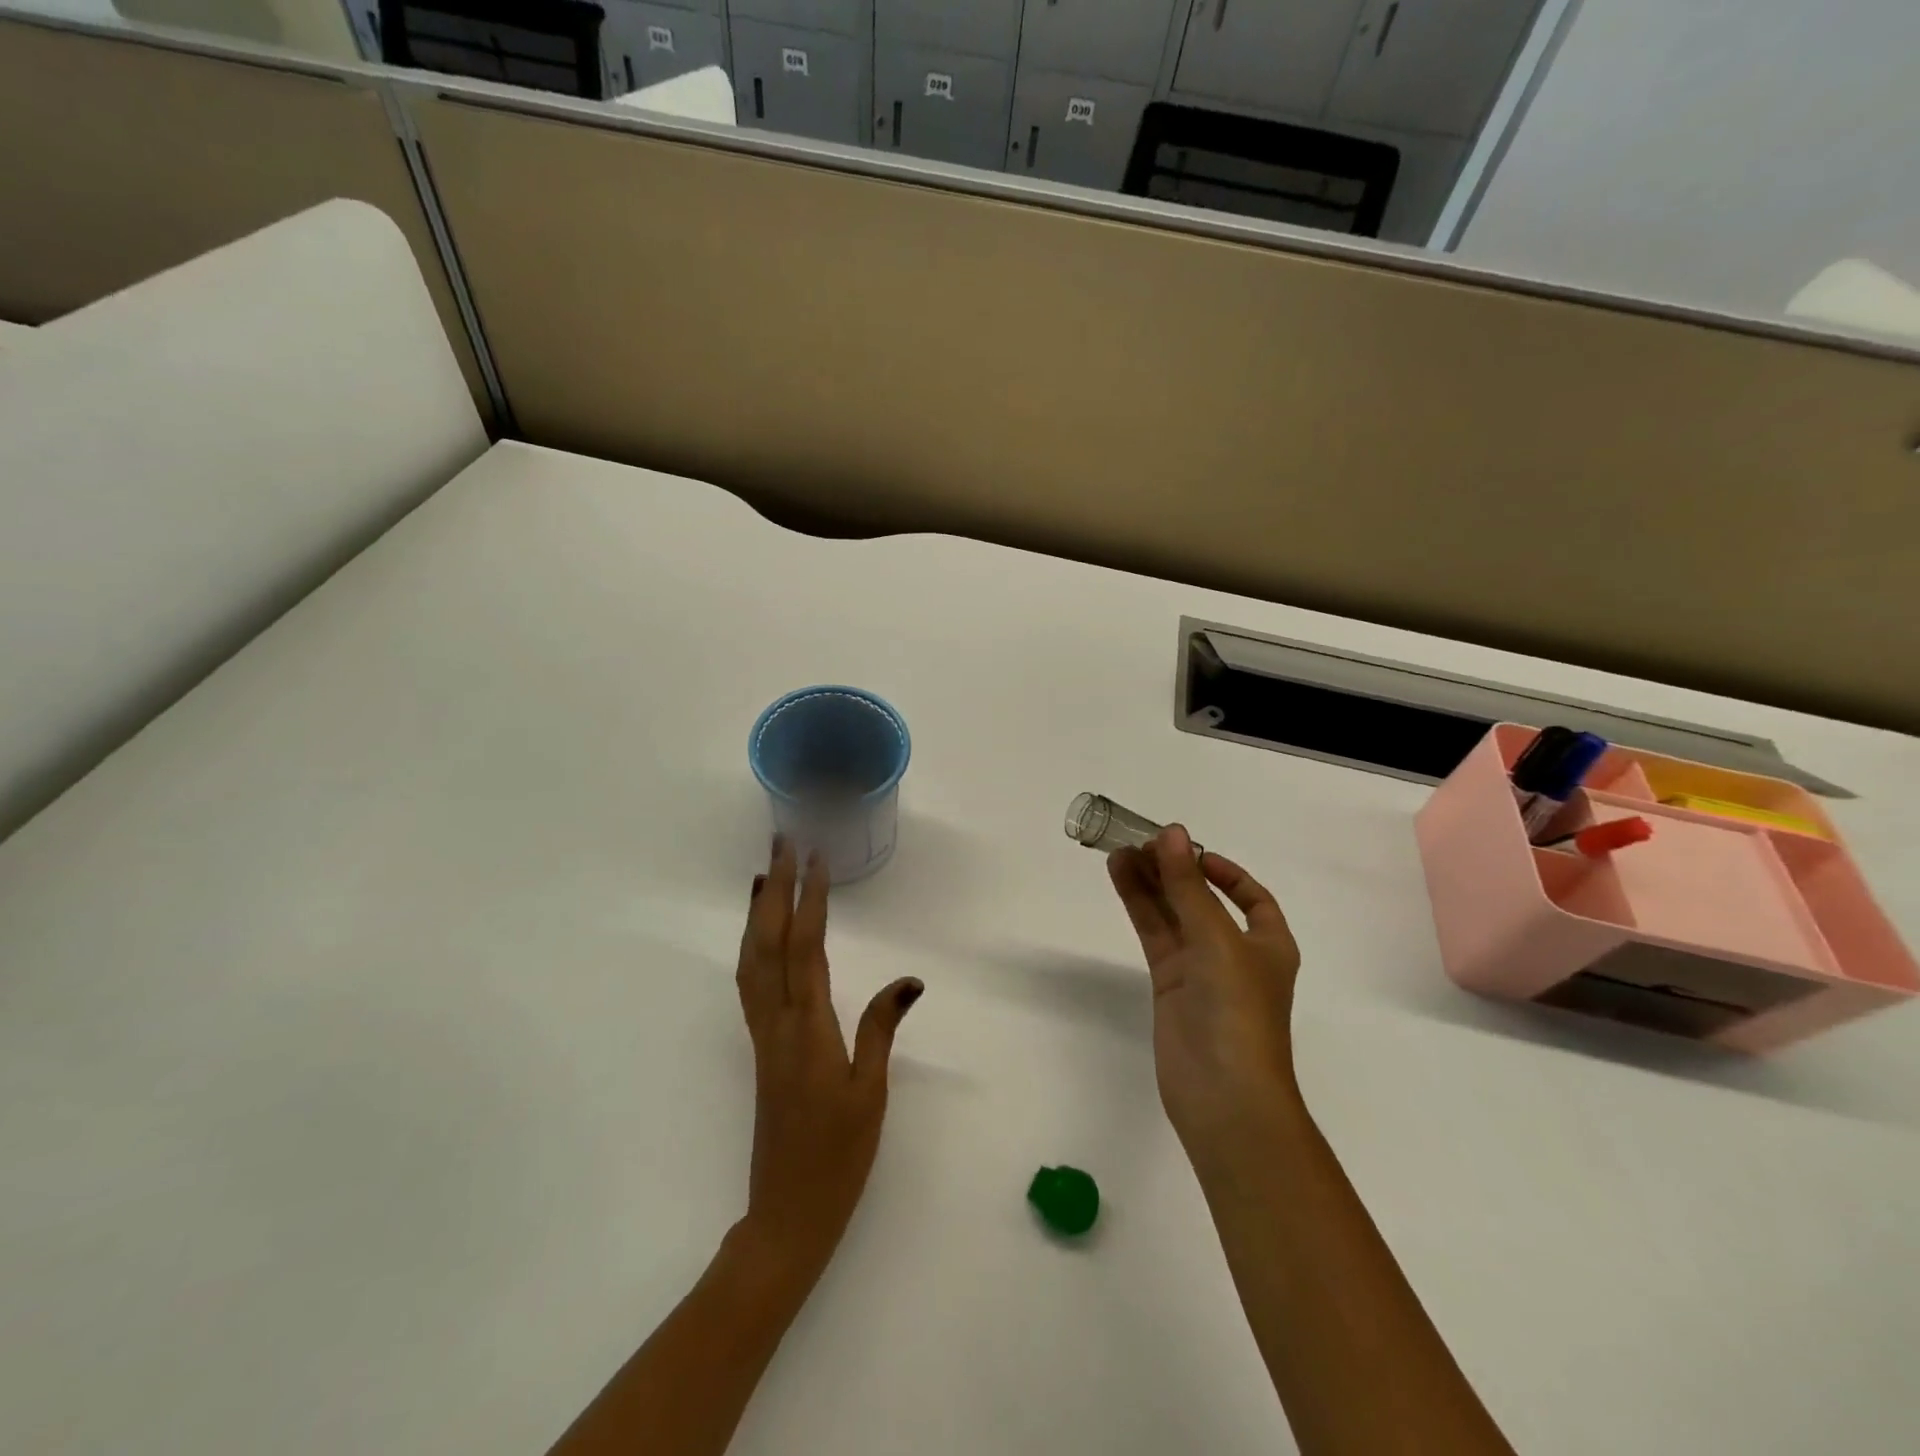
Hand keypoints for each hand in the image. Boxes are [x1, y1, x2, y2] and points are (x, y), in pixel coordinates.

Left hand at [734, 836, 922, 1284]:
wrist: (786, 1214)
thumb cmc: (837, 1157)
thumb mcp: (870, 1094)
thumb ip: (880, 1030)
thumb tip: (908, 980)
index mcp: (808, 1030)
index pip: (807, 948)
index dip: (810, 899)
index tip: (816, 858)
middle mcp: (777, 1023)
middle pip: (769, 942)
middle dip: (775, 889)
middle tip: (782, 843)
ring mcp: (763, 1034)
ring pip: (752, 959)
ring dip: (758, 911)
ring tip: (766, 873)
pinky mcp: (760, 1046)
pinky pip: (750, 981)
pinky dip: (754, 945)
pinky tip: (763, 933)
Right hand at [1107, 826, 1301, 1164]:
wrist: (1223, 1095)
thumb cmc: (1237, 1011)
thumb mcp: (1217, 939)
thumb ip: (1188, 886)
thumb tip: (1172, 832)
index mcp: (1268, 944)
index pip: (1251, 897)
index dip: (1224, 871)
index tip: (1189, 851)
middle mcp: (1235, 953)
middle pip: (1202, 900)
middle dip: (1175, 871)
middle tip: (1139, 841)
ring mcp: (1200, 970)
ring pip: (1172, 914)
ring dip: (1150, 883)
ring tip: (1119, 851)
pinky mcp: (1170, 985)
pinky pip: (1154, 935)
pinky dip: (1139, 906)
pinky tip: (1119, 878)